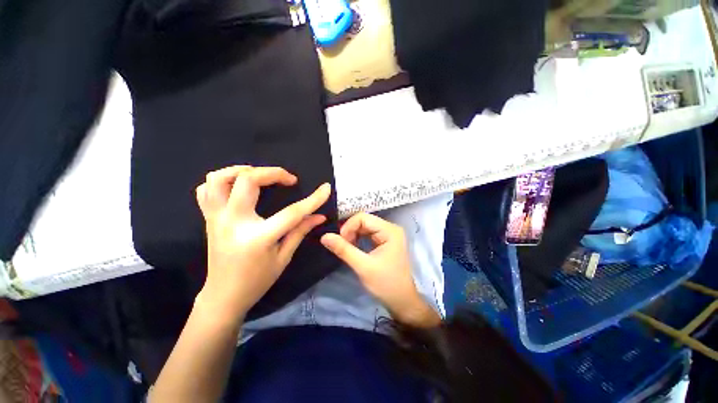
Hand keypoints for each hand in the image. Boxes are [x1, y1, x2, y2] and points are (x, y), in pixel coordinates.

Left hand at [195, 166, 330, 322]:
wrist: (222, 297)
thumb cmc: (257, 281)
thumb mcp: (283, 257)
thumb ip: (300, 231)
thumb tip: (320, 216)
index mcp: (258, 237)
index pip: (292, 212)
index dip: (313, 199)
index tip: (326, 188)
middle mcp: (233, 222)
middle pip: (247, 180)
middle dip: (273, 173)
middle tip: (289, 179)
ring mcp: (216, 218)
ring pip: (219, 179)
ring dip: (242, 170)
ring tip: (260, 175)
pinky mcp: (208, 219)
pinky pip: (206, 190)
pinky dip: (222, 181)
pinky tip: (238, 186)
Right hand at [320, 213, 437, 326]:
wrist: (402, 301)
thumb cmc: (386, 284)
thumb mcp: (363, 266)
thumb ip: (343, 250)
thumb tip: (324, 236)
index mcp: (390, 230)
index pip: (363, 217)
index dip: (348, 227)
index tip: (340, 242)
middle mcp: (390, 228)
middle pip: (364, 221)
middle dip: (350, 231)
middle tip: (342, 247)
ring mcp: (389, 234)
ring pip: (365, 227)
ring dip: (353, 235)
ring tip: (347, 248)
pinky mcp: (386, 241)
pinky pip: (368, 234)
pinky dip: (358, 239)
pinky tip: (354, 248)